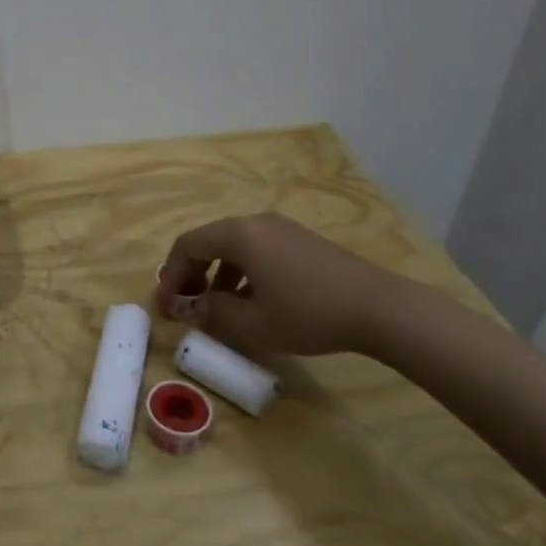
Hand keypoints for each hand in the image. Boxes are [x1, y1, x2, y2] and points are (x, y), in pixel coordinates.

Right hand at [156, 212, 419, 357]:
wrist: (380, 308)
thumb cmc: (308, 313)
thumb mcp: (252, 323)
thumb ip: (213, 312)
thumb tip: (192, 306)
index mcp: (238, 235)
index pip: (187, 245)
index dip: (171, 275)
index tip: (165, 306)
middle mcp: (256, 222)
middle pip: (208, 241)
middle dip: (191, 273)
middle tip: (185, 304)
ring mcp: (281, 229)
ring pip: (234, 247)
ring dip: (216, 274)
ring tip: (217, 307)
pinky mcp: (301, 241)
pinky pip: (257, 250)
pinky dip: (242, 272)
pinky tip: (252, 301)